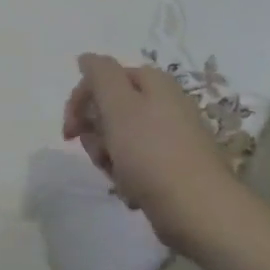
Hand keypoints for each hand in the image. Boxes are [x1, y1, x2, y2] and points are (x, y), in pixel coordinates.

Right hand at [63, 53, 239, 253]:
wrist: (199, 211)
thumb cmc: (152, 153)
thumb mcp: (119, 105)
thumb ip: (100, 74)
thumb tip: (87, 58)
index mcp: (154, 83)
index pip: (103, 78)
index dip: (80, 101)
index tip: (70, 132)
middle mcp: (165, 104)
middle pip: (111, 109)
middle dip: (96, 133)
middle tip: (100, 154)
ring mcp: (171, 136)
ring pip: (120, 139)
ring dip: (109, 157)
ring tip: (118, 176)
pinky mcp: (173, 166)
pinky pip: (137, 163)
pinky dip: (128, 176)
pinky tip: (132, 191)